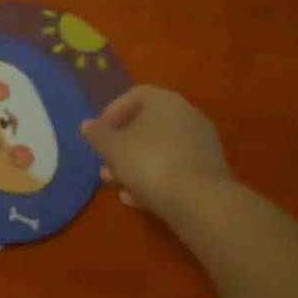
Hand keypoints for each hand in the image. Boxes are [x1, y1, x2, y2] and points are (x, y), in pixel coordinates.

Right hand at [81, 85, 229, 217]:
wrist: (200, 202)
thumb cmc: (149, 162)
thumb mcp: (112, 148)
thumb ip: (97, 134)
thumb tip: (87, 125)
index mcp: (164, 100)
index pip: (133, 96)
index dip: (111, 113)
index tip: (98, 134)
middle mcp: (186, 115)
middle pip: (147, 126)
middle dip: (122, 146)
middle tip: (105, 164)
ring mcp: (201, 144)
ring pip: (160, 150)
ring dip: (136, 165)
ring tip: (117, 185)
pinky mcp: (210, 172)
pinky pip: (176, 168)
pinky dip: (156, 179)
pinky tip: (137, 200)